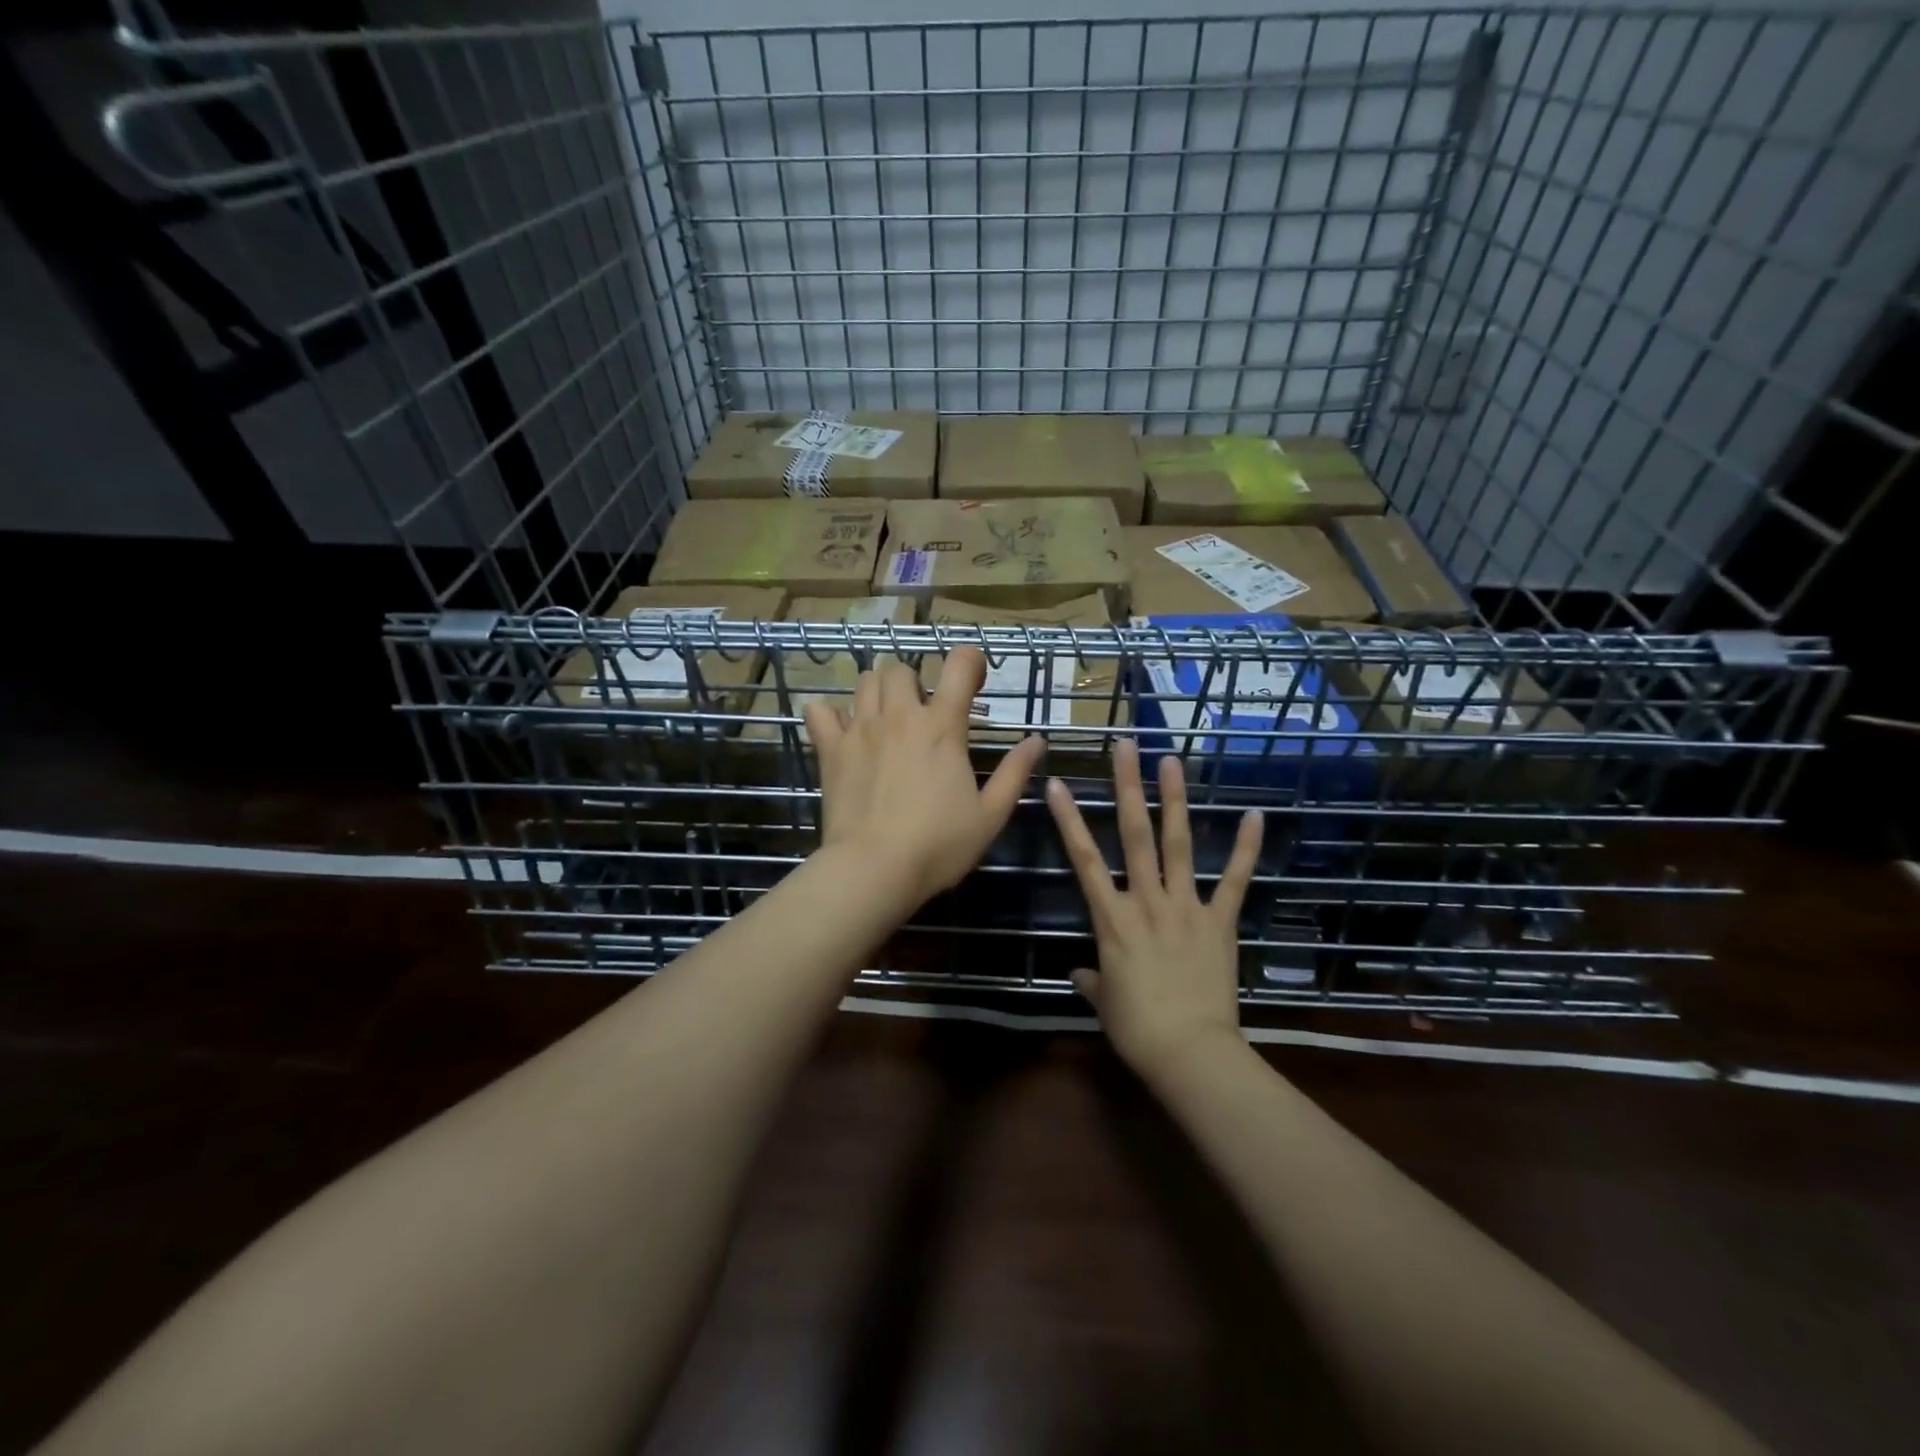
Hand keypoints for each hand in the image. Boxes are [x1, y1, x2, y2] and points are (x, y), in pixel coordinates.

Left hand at [804, 648, 1043, 910]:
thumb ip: (1014, 773)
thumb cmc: (938, 845)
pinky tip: (842, 731)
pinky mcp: (831, 750)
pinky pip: (820, 711)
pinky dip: (830, 713)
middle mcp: (900, 716)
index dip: (970, 661)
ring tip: (886, 720)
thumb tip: (1037, 741)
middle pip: (901, 669)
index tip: (974, 680)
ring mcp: (860, 730)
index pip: (959, 665)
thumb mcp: (990, 815)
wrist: (873, 869)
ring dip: (878, 692)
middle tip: (922, 714)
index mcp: (942, 727)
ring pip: (864, 681)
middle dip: (914, 683)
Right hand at [1046, 741, 1262, 1080]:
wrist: (1189, 1053)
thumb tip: (1080, 973)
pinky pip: (1232, 880)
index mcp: (1112, 919)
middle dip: (1128, 787)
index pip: (1084, 859)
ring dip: (1175, 800)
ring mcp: (1186, 907)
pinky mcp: (1219, 921)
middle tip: (1126, 746)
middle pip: (1134, 835)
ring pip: (1177, 845)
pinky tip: (1254, 816)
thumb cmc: (1137, 1029)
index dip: (1069, 819)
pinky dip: (1244, 849)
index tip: (1058, 783)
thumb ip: (1092, 980)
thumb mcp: (1105, 1002)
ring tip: (1172, 761)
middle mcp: (1146, 901)